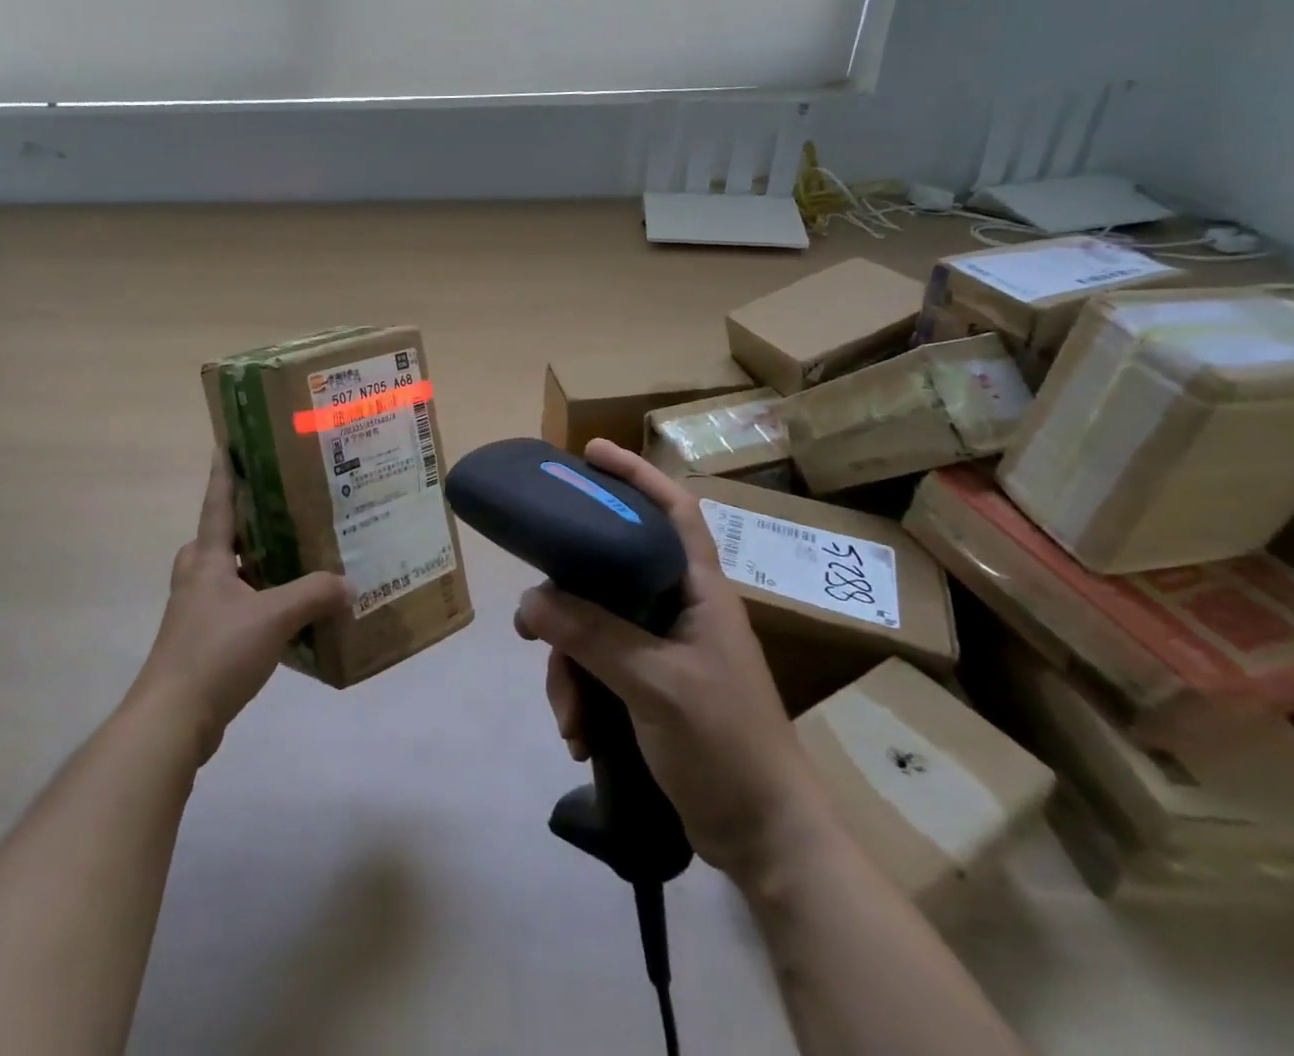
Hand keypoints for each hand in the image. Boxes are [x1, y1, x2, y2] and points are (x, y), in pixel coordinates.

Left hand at [133, 454, 350, 764]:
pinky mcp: (201, 641)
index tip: (226, 443)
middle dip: (246, 524)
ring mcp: (195, 611)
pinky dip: (256, 601)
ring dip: (254, 566)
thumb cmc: (217, 652)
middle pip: (219, 538)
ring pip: (227, 574)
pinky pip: (233, 606)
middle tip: (283, 513)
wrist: (172, 719)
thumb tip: (348, 583)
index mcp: (207, 559)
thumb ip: (314, 594)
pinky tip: (286, 614)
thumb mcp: (274, 617)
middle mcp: (196, 577)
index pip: (217, 503)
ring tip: (294, 562)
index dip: (223, 473)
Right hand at [515, 440, 826, 878]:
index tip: (589, 453)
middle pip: (609, 572)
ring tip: (568, 716)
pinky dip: (580, 696)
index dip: (635, 474)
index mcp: (699, 590)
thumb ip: (593, 637)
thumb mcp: (657, 685)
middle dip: (567, 601)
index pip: (673, 510)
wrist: (763, 840)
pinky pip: (595, 667)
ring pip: (592, 626)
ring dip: (570, 668)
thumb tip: (529, 602)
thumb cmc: (727, 745)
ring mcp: (661, 647)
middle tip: (532, 619)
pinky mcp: (647, 683)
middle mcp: (678, 608)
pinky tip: (579, 735)